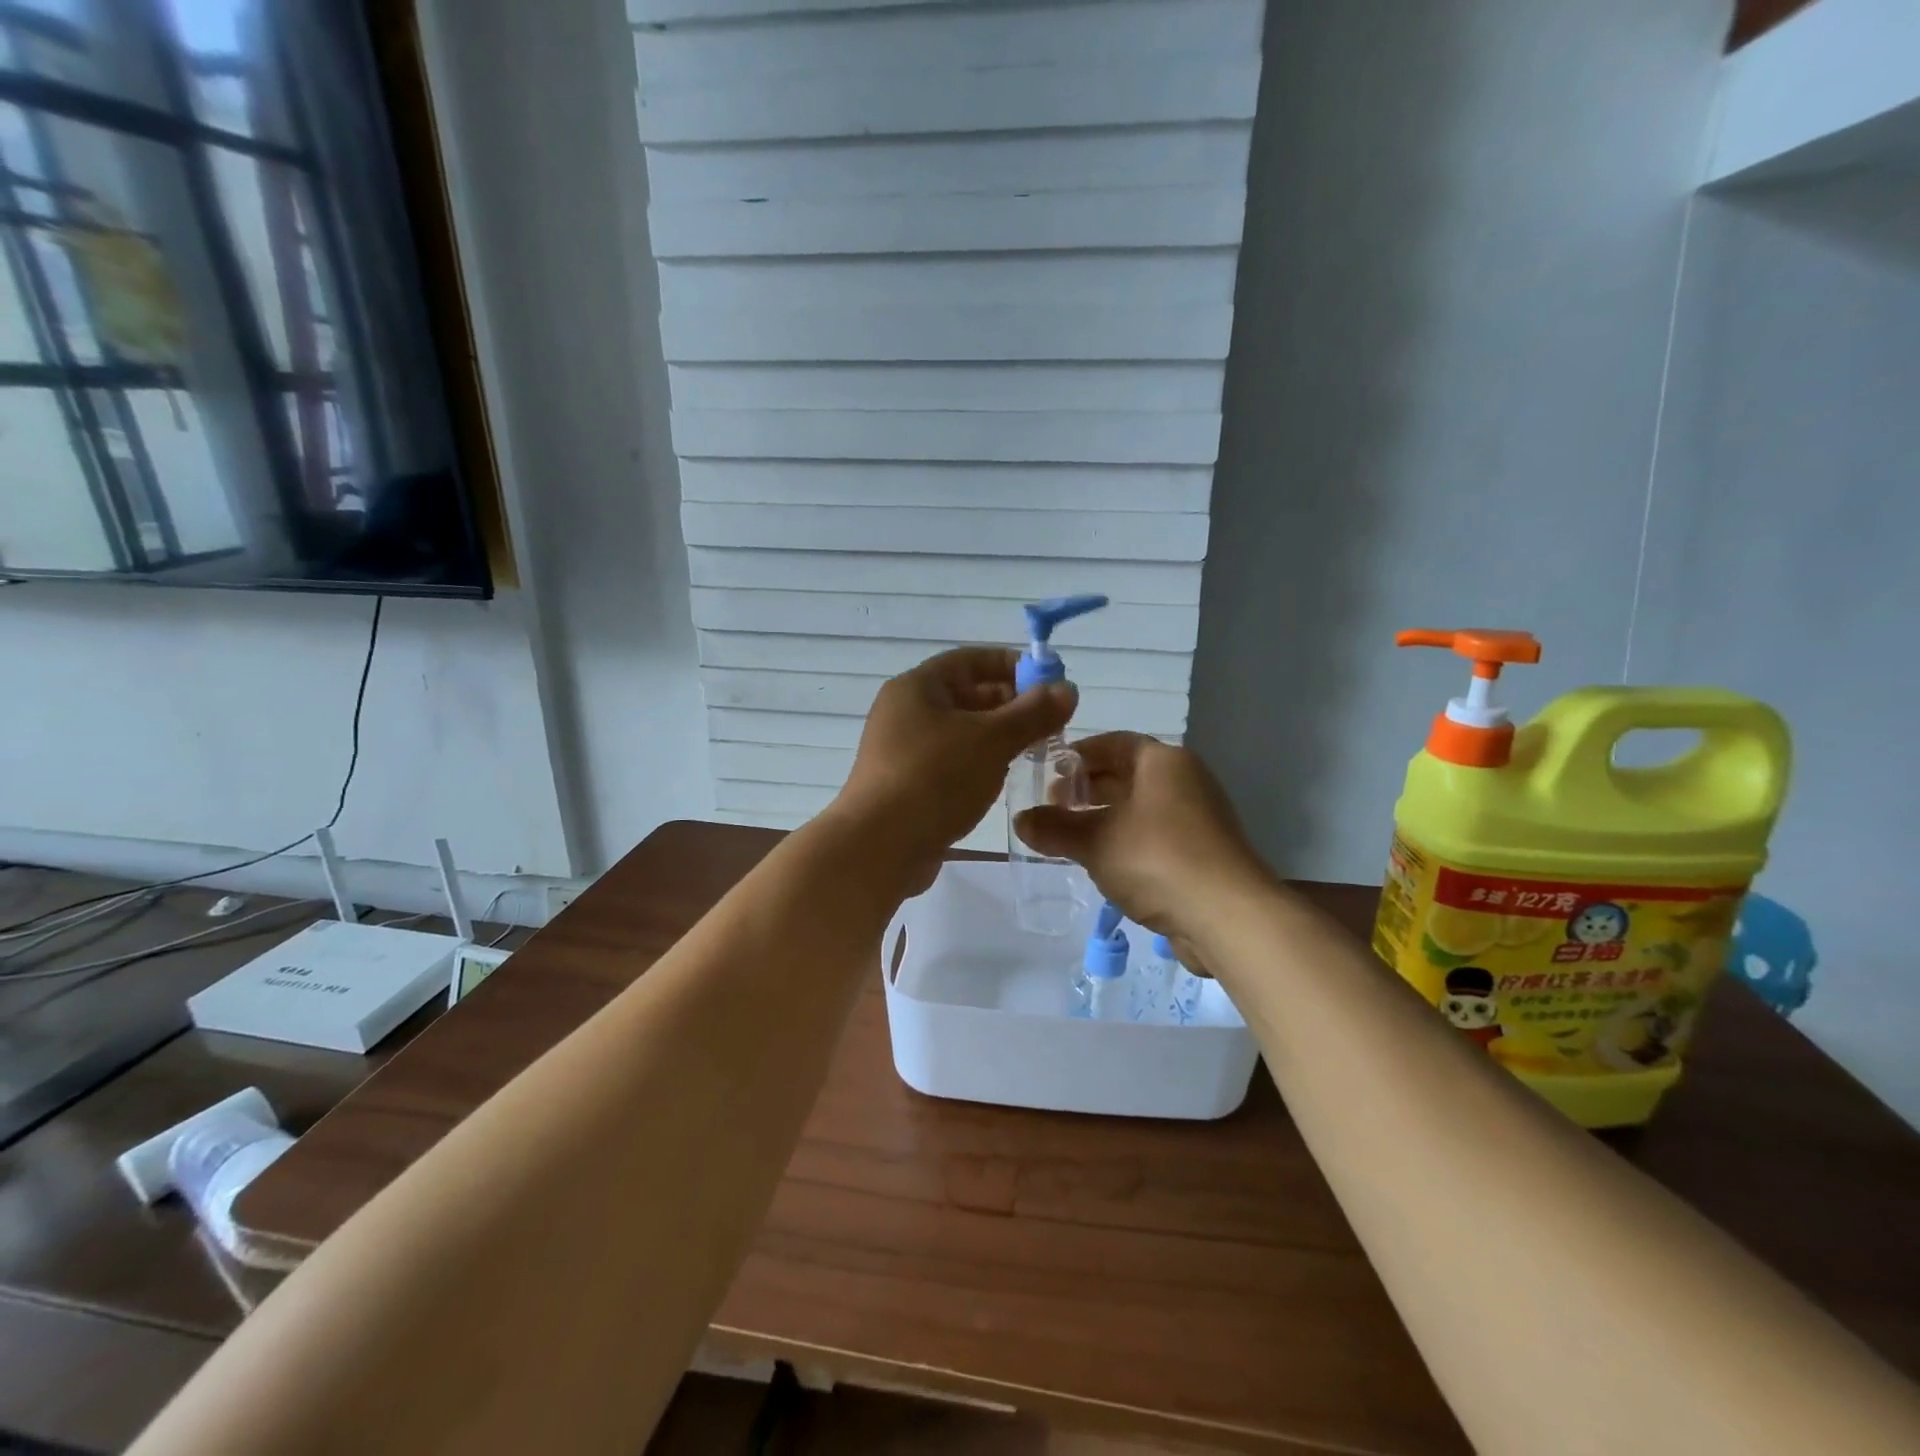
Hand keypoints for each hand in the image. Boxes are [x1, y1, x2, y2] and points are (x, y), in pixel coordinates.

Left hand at [831, 647, 1075, 893]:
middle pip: (965, 695)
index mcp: (918, 687)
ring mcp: (902, 751)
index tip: (1050, 681)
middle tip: (1051, 722)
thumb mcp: (992, 740)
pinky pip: (949, 762)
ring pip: (960, 732)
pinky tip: (1002, 780)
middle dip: (1010, 705)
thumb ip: (1033, 713)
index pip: (970, 660)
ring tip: (1035, 750)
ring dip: (997, 737)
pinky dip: (978, 763)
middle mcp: (905, 712)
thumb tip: (1067, 689)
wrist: (879, 846)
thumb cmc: (936, 778)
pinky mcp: (906, 785)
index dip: (1012, 665)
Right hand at [1013, 733, 1268, 954]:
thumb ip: (1056, 828)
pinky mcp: (1202, 852)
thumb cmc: (1157, 858)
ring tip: (1070, 836)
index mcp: (1163, 761)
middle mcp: (1185, 780)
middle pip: (1126, 774)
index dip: (1077, 756)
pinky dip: (1126, 840)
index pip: (1113, 743)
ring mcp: (1198, 817)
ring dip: (1104, 817)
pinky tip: (1102, 862)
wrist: (1227, 915)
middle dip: (1087, 789)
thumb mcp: (1095, 841)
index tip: (1047, 774)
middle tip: (1052, 808)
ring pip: (1140, 807)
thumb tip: (1020, 821)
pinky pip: (1154, 835)